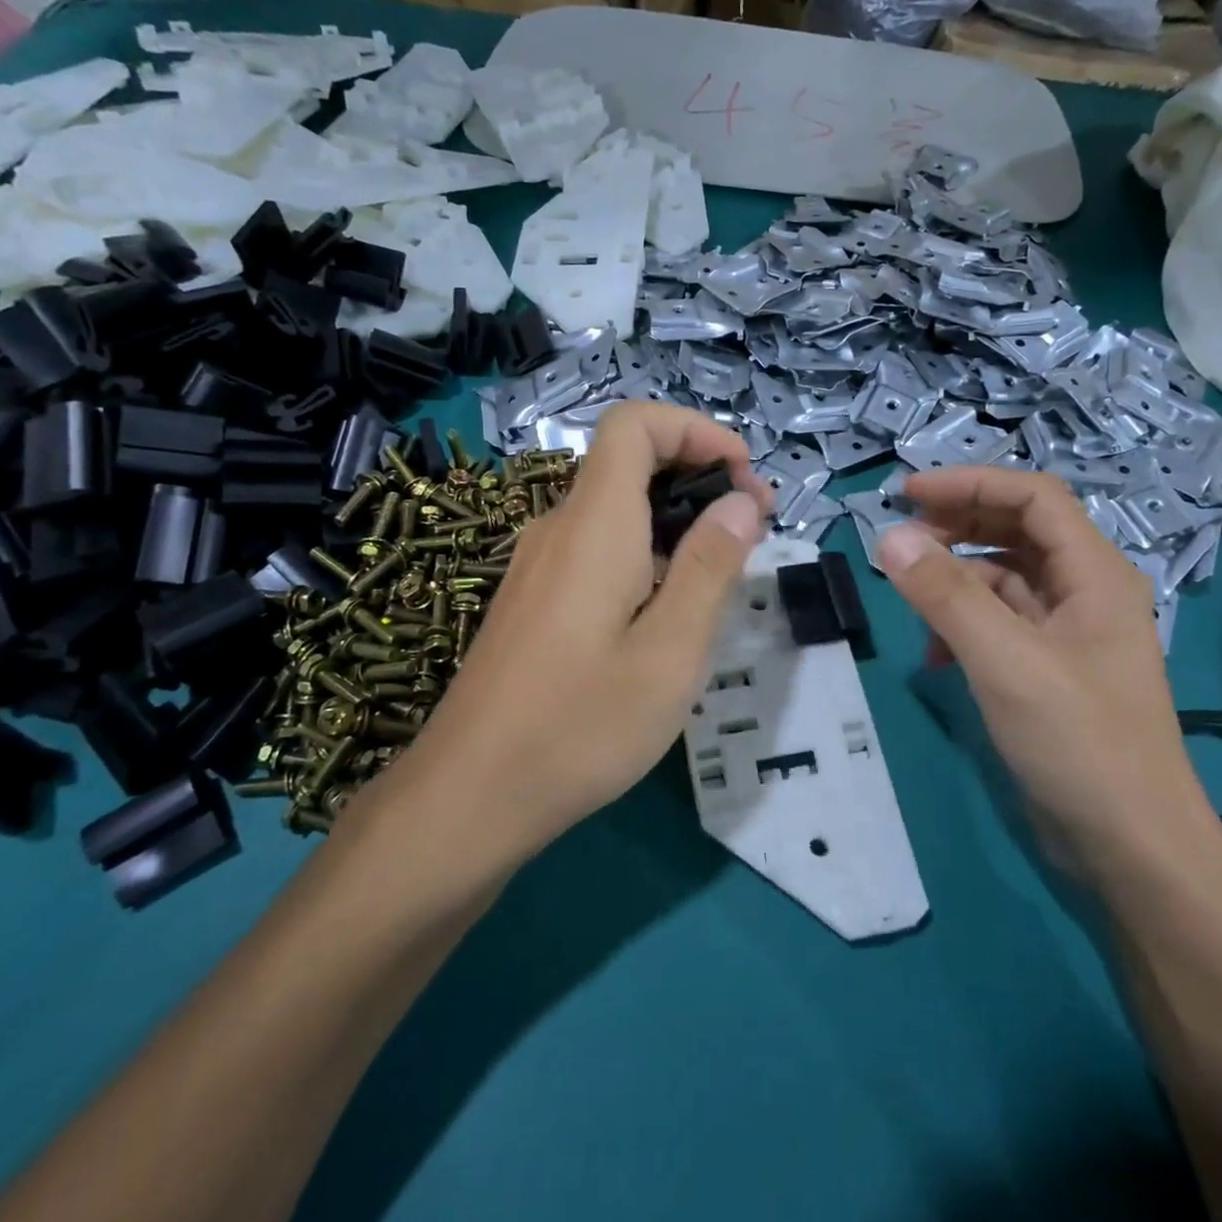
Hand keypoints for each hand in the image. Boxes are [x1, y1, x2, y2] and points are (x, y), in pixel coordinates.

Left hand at [379, 403, 770, 858]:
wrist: (468, 796)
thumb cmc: (579, 725)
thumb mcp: (669, 653)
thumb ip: (708, 567)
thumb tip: (740, 502)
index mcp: (594, 525)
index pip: (633, 424)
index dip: (694, 429)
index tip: (744, 477)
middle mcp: (559, 529)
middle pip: (628, 463)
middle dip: (698, 476)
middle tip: (752, 529)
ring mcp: (539, 566)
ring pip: (615, 509)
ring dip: (675, 519)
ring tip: (722, 574)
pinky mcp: (534, 600)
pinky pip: (597, 549)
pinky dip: (645, 551)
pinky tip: (667, 612)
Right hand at [876, 468, 1221, 881]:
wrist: (1131, 849)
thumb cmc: (1080, 743)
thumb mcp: (1006, 662)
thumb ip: (947, 596)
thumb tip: (889, 537)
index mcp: (1094, 573)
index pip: (1032, 497)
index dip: (970, 484)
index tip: (906, 494)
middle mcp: (1085, 592)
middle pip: (1016, 531)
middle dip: (956, 526)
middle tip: (899, 539)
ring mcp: (1067, 633)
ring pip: (1002, 579)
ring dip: (955, 580)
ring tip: (911, 599)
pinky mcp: (1048, 669)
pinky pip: (998, 624)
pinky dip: (962, 627)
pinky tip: (934, 657)